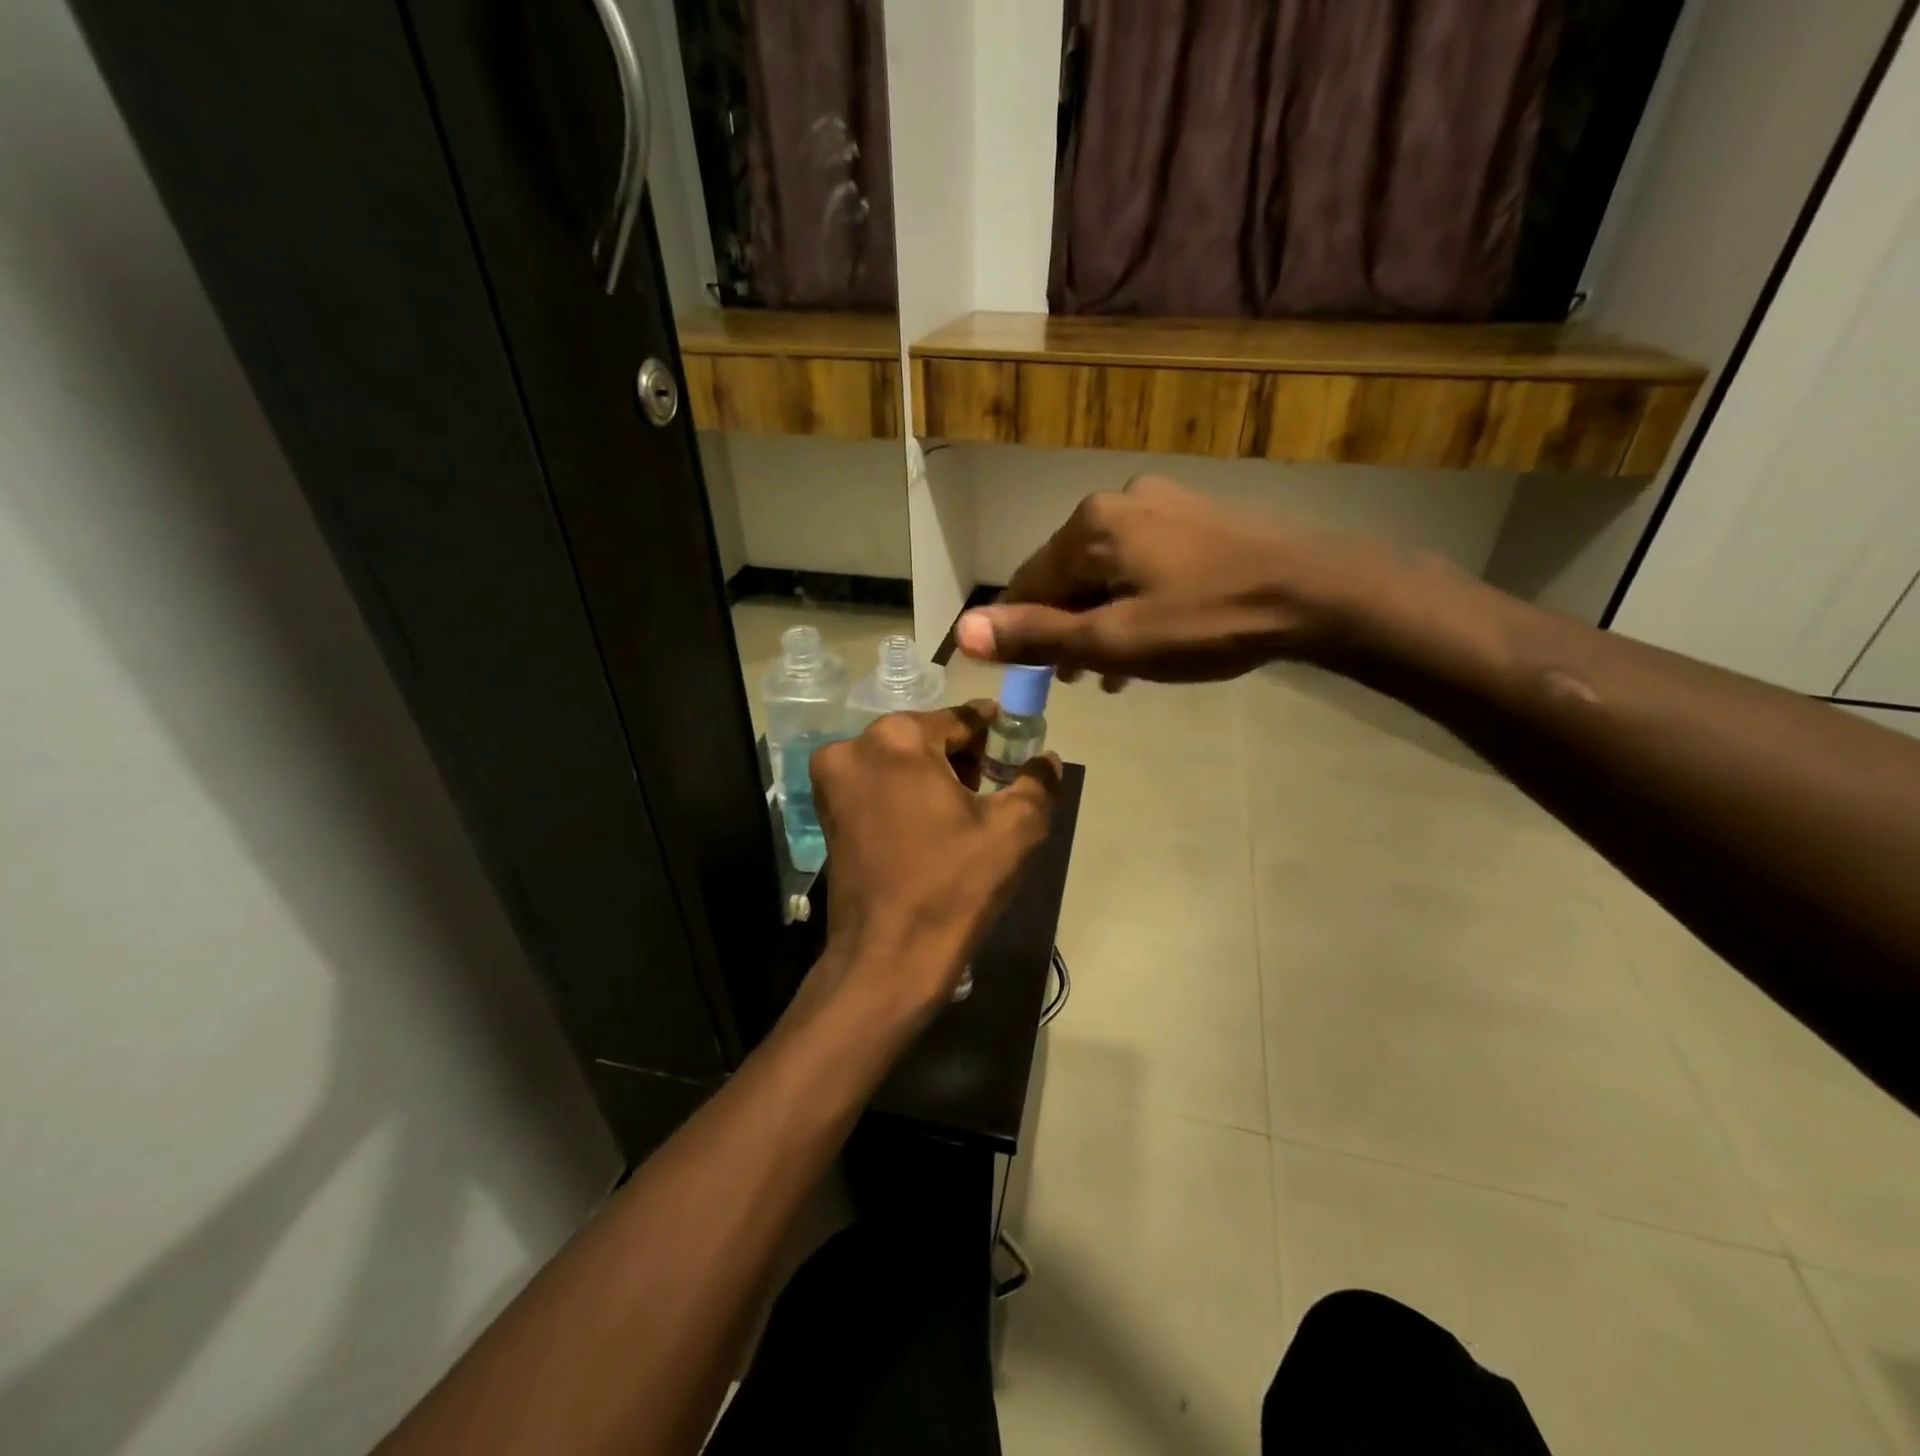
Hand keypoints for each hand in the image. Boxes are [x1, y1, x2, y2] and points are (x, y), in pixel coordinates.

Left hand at [807, 703, 1062, 1021]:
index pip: (960, 719)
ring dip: (934, 775)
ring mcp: (833, 781)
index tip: (1016, 743)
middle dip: (963, 756)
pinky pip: (878, 786)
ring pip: (899, 761)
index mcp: (898, 738)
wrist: (889, 958)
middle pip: (926, 737)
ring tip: (967, 810)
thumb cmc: (954, 886)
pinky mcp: (826, 813)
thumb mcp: (1015, 829)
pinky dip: (906, 794)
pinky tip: (933, 825)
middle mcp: (854, 747)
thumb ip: (1038, 782)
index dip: (995, 731)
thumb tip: (1046, 759)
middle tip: (995, 785)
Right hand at [954, 475, 1394, 684]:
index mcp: (1090, 525)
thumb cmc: (1206, 621)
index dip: (1022, 633)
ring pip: (1108, 572)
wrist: (1317, 593)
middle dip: (1068, 628)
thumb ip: (1037, 636)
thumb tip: (963, 631)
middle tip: (1079, 680)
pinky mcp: (1197, 517)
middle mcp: (1119, 502)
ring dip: (1102, 620)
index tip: (1032, 676)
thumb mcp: (1114, 641)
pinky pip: (1144, 563)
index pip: (1029, 583)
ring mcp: (1163, 504)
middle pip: (1069, 575)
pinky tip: (1150, 637)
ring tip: (1113, 671)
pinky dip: (1135, 600)